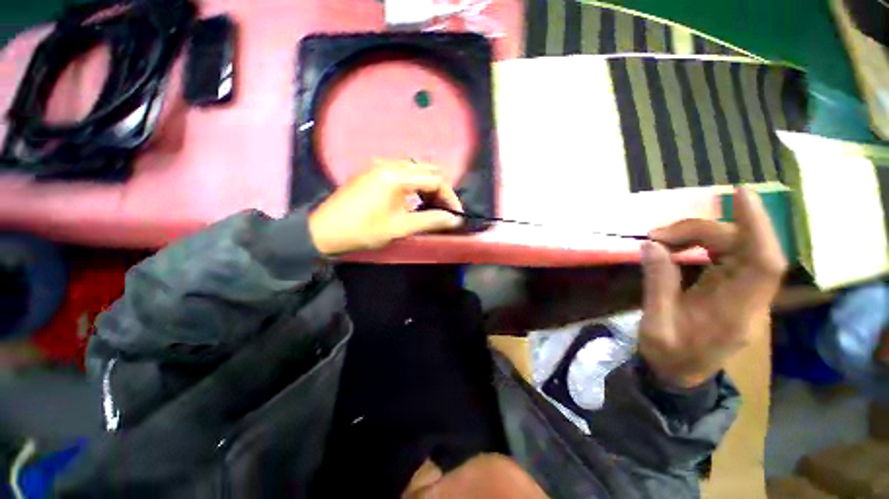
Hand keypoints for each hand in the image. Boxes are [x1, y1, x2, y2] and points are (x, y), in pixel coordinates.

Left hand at [308, 160, 462, 255]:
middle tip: (444, 210)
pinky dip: (413, 184)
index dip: (450, 197)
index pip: (435, 179)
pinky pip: (402, 172)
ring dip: (427, 186)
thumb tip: (455, 219)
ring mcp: (379, 165)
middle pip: (427, 170)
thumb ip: (431, 221)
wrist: (324, 230)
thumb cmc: (364, 230)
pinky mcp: (372, 172)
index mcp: (397, 175)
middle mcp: (390, 163)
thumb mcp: (400, 228)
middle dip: (440, 190)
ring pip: (415, 170)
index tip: (456, 214)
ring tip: (430, 206)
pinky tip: (412, 199)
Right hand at [639, 187, 786, 387]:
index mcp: (735, 313)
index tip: (740, 195)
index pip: (763, 263)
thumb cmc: (668, 355)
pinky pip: (726, 255)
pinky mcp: (732, 289)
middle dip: (700, 231)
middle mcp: (749, 299)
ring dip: (699, 235)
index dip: (757, 226)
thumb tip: (650, 245)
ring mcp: (743, 293)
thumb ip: (657, 283)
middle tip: (657, 234)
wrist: (679, 375)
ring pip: (736, 248)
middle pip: (742, 247)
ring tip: (661, 239)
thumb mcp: (656, 323)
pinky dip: (701, 243)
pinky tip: (677, 245)